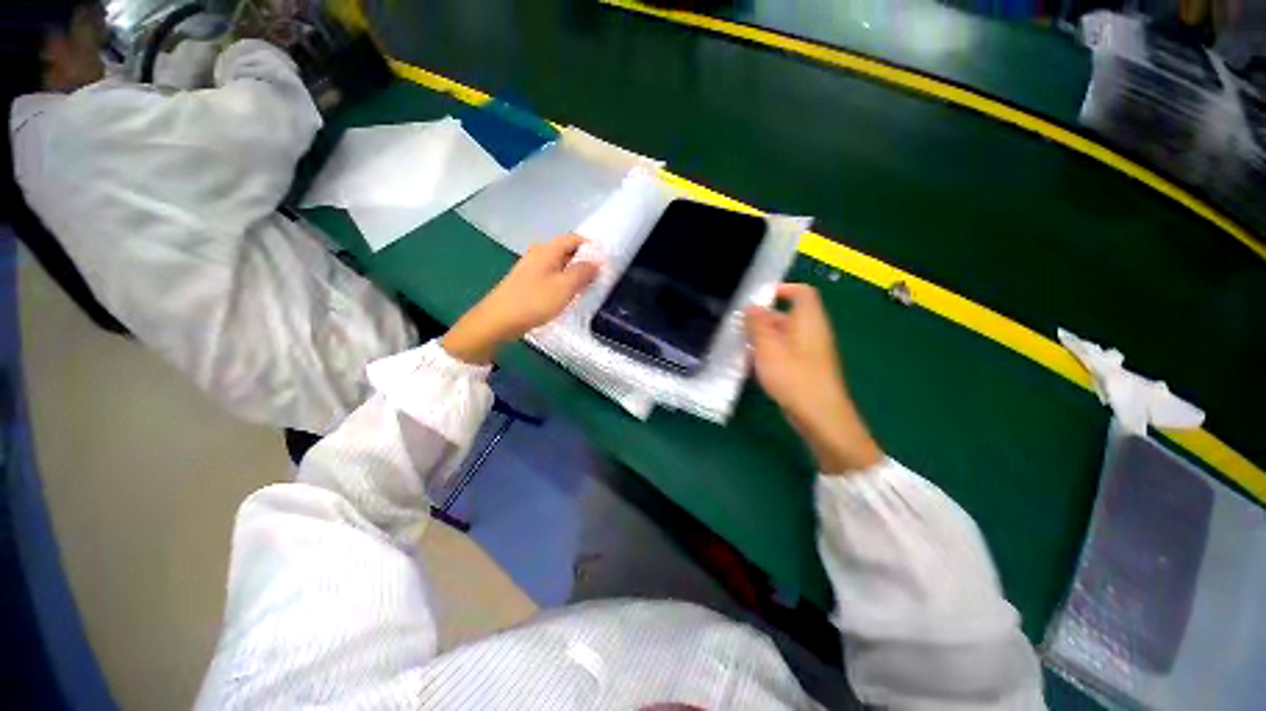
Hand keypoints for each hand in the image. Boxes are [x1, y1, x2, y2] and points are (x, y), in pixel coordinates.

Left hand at [443, 235, 598, 364]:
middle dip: (584, 262)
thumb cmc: (533, 301)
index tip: (606, 262)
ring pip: (560, 265)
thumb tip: (597, 262)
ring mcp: (531, 269)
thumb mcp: (564, 287)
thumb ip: (583, 272)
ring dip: (574, 274)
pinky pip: (552, 277)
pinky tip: (568, 297)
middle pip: (567, 251)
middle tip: (600, 278)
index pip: (574, 238)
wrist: (498, 321)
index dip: (592, 247)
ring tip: (588, 289)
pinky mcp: (528, 283)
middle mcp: (538, 254)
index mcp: (547, 250)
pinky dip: (563, 283)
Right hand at [746, 284, 881, 473]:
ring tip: (741, 348)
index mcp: (809, 321)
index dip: (781, 289)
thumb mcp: (768, 347)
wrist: (820, 416)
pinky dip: (769, 355)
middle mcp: (812, 333)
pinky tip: (752, 367)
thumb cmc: (793, 376)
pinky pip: (785, 353)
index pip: (801, 293)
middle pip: (787, 316)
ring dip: (762, 339)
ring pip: (783, 337)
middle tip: (739, 327)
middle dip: (762, 319)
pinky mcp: (805, 369)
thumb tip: (751, 306)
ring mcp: (810, 353)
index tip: (758, 298)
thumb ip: (757, 325)